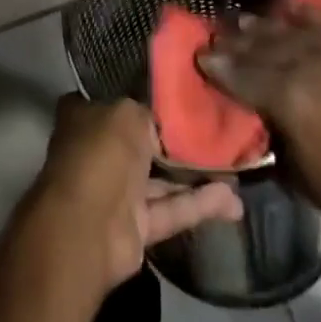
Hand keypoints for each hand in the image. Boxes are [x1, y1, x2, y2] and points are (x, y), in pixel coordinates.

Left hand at [27, 96, 243, 291]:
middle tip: (215, 129)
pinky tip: (233, 201)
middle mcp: (99, 151)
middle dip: (174, 140)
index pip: (114, 99)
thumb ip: (148, 113)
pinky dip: (199, 205)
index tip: (175, 93)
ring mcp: (116, 191)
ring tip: (235, 168)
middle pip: (142, 141)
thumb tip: (159, 122)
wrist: (89, 228)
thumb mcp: (128, 113)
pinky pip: (171, 210)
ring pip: (160, 179)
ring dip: (195, 175)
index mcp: (85, 117)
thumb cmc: (101, 154)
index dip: (141, 96)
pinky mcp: (136, 227)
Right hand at [197, 7, 320, 252]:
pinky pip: (319, 18)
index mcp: (287, 96)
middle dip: (232, 41)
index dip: (215, 65)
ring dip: (259, 26)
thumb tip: (255, 116)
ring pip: (284, 27)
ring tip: (241, 23)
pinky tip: (288, 14)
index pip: (239, 72)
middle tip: (213, 37)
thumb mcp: (299, 175)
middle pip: (258, 43)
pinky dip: (299, 15)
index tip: (198, 56)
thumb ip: (272, 135)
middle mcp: (305, 61)